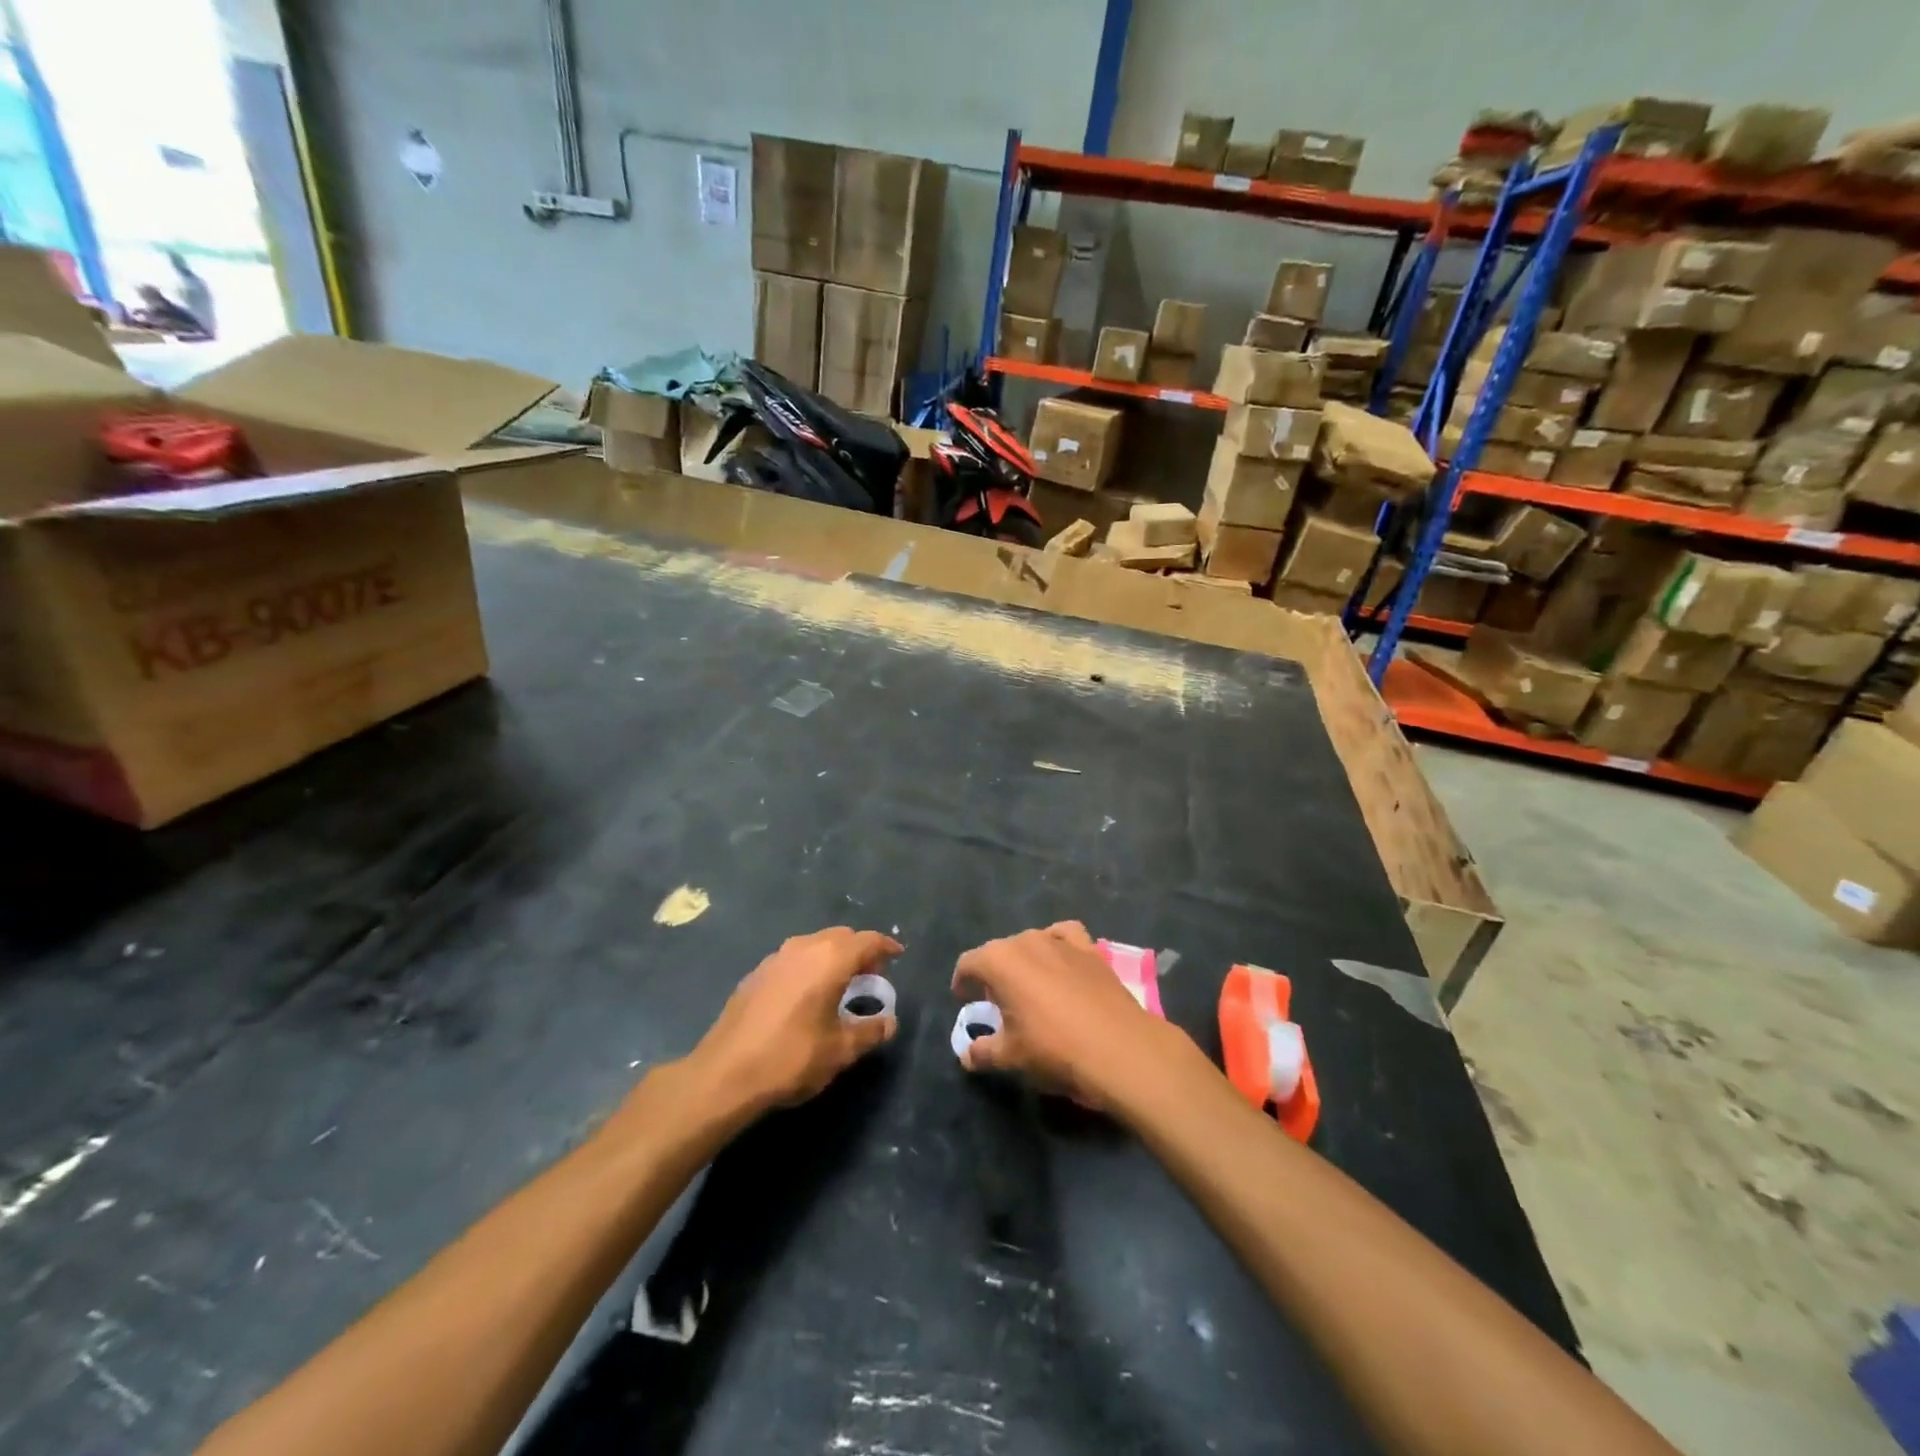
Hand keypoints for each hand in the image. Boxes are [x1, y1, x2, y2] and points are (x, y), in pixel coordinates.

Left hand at [689, 928, 901, 1115]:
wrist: (724, 1074)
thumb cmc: (791, 1058)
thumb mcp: (840, 1051)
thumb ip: (870, 1032)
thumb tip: (889, 1022)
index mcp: (829, 959)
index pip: (866, 941)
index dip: (885, 946)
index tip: (897, 955)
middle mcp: (803, 948)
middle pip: (840, 937)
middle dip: (859, 951)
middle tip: (871, 976)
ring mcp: (775, 958)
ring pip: (814, 944)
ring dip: (833, 956)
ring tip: (841, 984)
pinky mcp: (755, 974)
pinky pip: (793, 958)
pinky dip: (809, 966)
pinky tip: (807, 994)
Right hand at [952, 922, 1182, 1111]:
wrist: (1117, 1047)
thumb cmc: (1053, 1048)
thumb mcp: (1010, 1056)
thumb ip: (983, 1052)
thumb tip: (967, 1056)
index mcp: (999, 960)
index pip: (969, 963)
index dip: (963, 981)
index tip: (964, 1000)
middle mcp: (1027, 941)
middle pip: (1000, 951)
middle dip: (994, 973)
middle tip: (998, 1003)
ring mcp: (1060, 941)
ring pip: (1032, 942)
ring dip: (1025, 961)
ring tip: (1030, 988)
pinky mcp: (1090, 948)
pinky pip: (1065, 937)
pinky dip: (1058, 945)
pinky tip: (1061, 964)